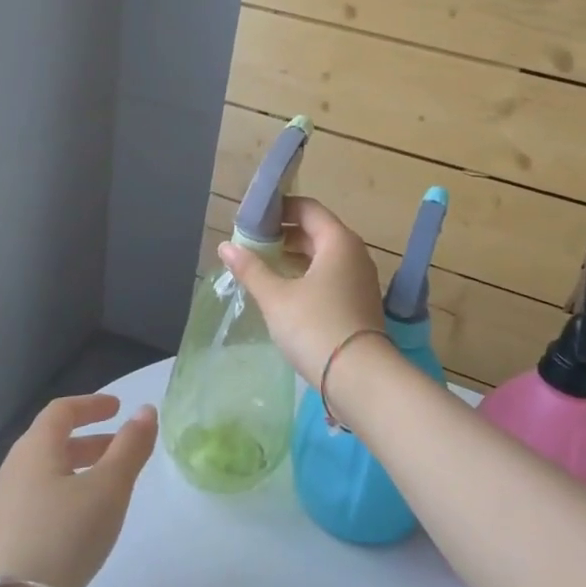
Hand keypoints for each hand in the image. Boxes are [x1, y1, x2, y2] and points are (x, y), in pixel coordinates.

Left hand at [0, 393, 156, 586]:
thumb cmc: (59, 536)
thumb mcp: (108, 490)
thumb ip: (130, 448)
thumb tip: (146, 410)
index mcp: (37, 447)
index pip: (62, 410)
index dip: (91, 404)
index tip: (117, 407)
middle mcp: (15, 468)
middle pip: (52, 441)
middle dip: (89, 441)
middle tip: (119, 448)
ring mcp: (2, 506)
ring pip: (46, 474)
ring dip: (77, 471)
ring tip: (106, 490)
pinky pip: (38, 501)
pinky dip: (64, 497)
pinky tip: (78, 527)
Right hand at [219, 196, 384, 394]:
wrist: (360, 378)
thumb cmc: (315, 326)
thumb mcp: (276, 297)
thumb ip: (251, 269)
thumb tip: (225, 246)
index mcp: (338, 241)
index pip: (308, 208)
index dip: (279, 208)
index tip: (252, 218)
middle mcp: (354, 254)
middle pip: (316, 231)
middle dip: (283, 234)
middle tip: (251, 243)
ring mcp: (360, 280)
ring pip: (323, 256)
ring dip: (294, 256)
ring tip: (262, 265)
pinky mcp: (359, 303)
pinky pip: (330, 276)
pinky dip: (307, 275)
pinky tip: (284, 290)